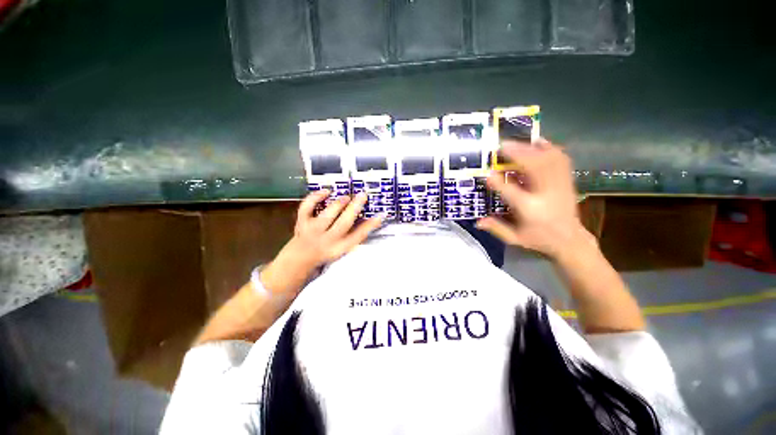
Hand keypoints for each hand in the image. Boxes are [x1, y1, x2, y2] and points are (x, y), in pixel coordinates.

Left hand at [260, 190, 382, 296]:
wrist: (299, 260)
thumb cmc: (325, 253)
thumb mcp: (342, 249)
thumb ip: (354, 235)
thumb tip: (369, 220)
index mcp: (340, 247)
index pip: (358, 236)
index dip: (370, 225)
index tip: (380, 215)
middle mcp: (328, 240)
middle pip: (344, 223)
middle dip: (355, 207)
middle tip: (363, 195)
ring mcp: (313, 231)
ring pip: (327, 215)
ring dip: (339, 203)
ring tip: (347, 197)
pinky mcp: (302, 222)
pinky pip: (307, 207)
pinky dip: (315, 197)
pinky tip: (326, 191)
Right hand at [476, 138, 593, 259]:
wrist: (571, 240)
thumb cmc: (539, 239)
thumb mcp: (515, 238)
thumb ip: (497, 229)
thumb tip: (477, 221)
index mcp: (531, 211)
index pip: (513, 194)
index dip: (500, 183)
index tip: (488, 173)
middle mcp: (547, 196)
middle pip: (535, 169)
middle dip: (519, 155)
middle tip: (503, 146)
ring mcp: (560, 187)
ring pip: (549, 161)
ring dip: (532, 149)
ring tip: (518, 142)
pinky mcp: (567, 181)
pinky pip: (561, 160)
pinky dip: (550, 148)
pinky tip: (540, 142)